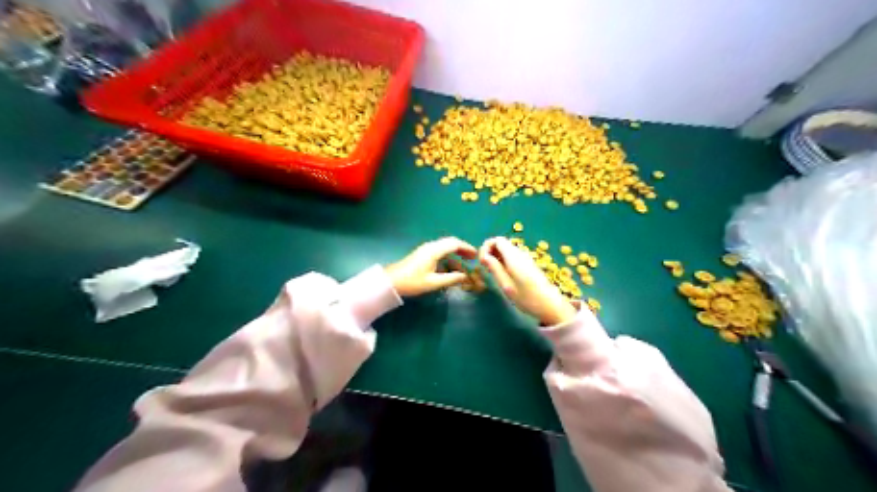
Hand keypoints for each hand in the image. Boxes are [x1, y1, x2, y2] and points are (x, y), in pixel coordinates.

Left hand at [385, 237, 476, 296]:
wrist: (392, 281)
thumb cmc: (413, 282)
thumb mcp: (434, 282)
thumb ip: (451, 279)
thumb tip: (465, 276)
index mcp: (434, 250)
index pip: (454, 244)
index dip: (467, 248)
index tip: (476, 255)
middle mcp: (431, 247)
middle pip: (450, 243)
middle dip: (463, 249)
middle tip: (473, 258)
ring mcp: (426, 250)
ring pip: (445, 247)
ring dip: (456, 253)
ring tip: (465, 263)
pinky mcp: (423, 255)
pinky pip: (439, 252)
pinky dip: (448, 257)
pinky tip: (451, 267)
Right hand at [476, 236, 579, 323]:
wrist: (550, 305)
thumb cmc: (527, 297)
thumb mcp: (506, 285)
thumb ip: (494, 268)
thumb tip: (484, 256)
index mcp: (514, 256)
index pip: (497, 240)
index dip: (486, 247)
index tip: (482, 261)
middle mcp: (520, 253)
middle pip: (501, 244)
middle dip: (490, 252)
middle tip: (485, 268)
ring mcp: (525, 258)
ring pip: (506, 250)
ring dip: (496, 257)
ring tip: (492, 273)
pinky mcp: (528, 265)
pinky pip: (512, 257)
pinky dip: (503, 261)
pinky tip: (503, 275)